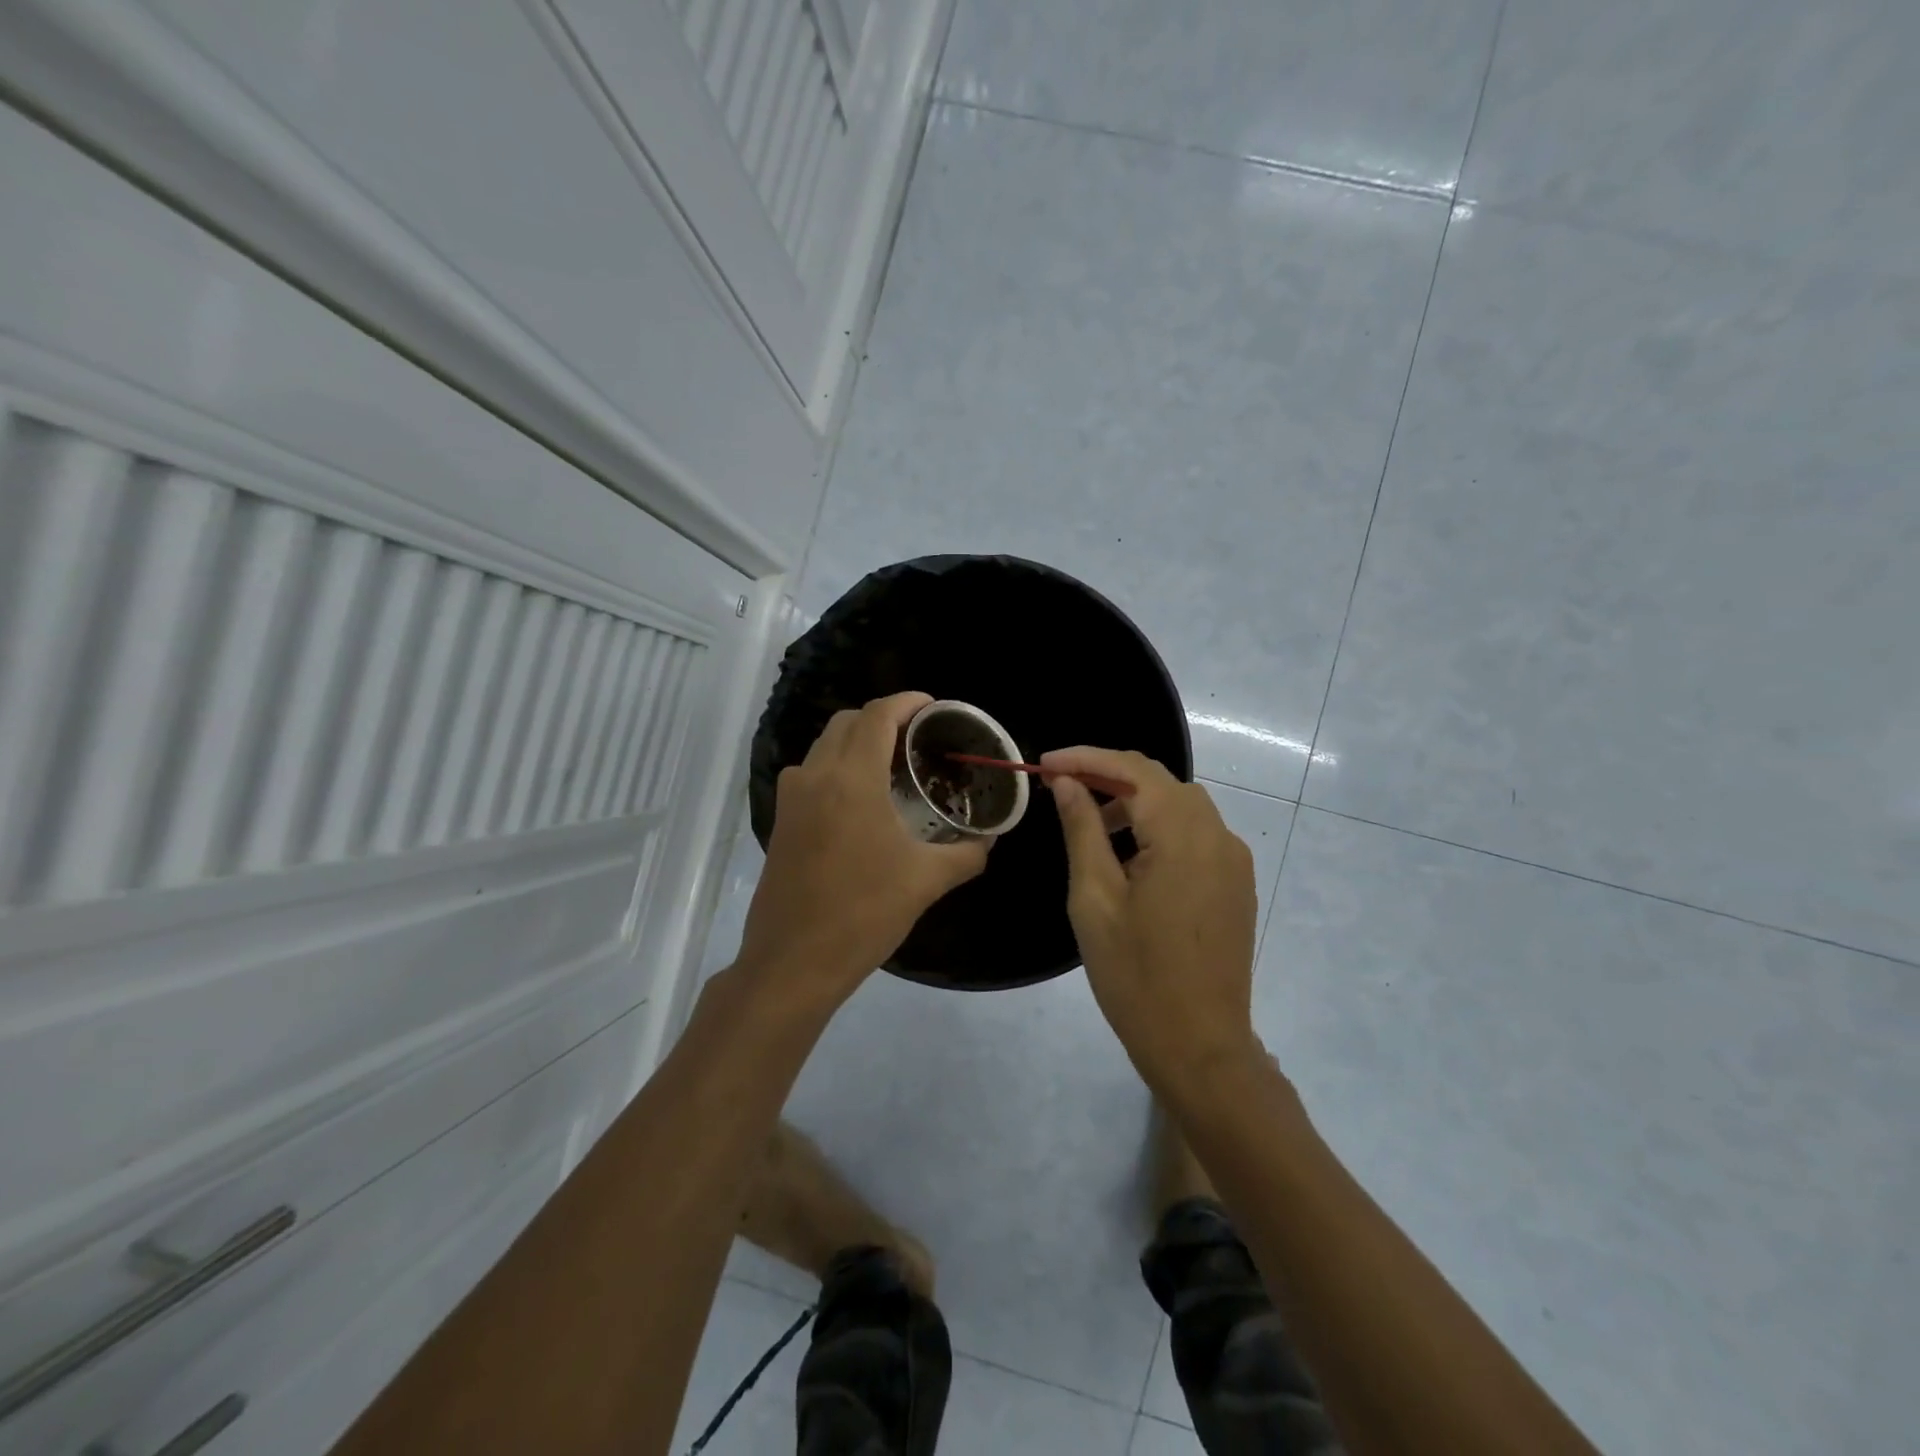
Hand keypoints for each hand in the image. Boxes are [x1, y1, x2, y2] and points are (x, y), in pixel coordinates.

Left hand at [739, 692, 989, 1001]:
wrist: (793, 962)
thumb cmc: (863, 914)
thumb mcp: (926, 881)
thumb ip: (967, 853)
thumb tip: (990, 840)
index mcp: (852, 779)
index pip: (878, 715)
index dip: (907, 702)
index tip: (934, 707)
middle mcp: (815, 775)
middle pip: (849, 722)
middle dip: (884, 718)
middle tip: (919, 738)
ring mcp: (792, 798)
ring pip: (825, 745)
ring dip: (858, 742)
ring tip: (893, 765)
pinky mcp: (781, 820)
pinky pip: (812, 772)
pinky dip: (838, 766)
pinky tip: (863, 799)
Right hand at [1042, 746, 1261, 1092]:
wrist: (1199, 1046)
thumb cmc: (1136, 976)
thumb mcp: (1095, 899)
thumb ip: (1083, 830)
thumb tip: (1068, 782)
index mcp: (1183, 836)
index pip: (1134, 769)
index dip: (1086, 758)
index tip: (1044, 764)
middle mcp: (1218, 836)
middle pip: (1161, 781)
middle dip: (1109, 775)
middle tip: (1062, 788)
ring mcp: (1233, 860)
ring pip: (1180, 805)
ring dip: (1135, 800)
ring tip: (1091, 823)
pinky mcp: (1236, 883)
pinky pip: (1196, 833)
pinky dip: (1160, 827)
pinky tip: (1130, 855)